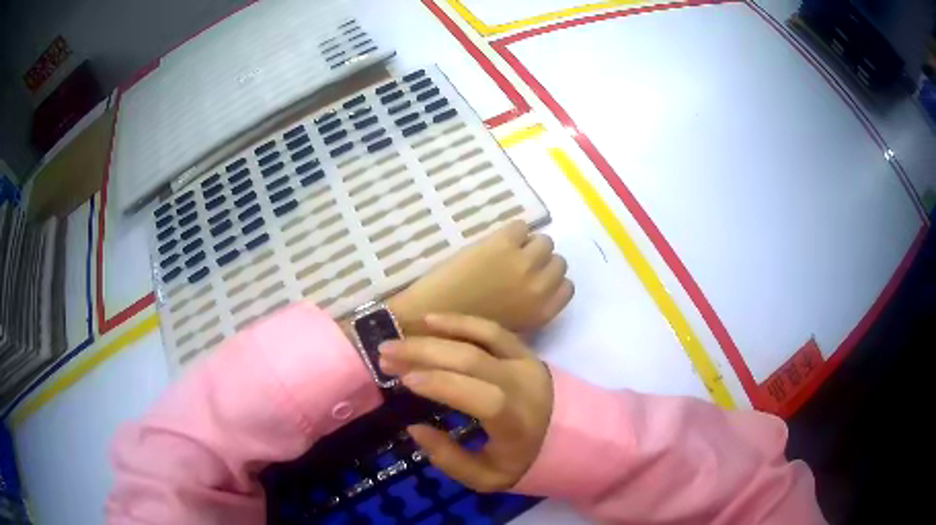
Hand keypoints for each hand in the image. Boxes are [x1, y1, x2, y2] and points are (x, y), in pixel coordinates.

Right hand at [379, 313, 552, 491]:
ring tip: (400, 337)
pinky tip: (431, 320)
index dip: (441, 385)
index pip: (481, 396)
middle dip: (423, 354)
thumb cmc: (522, 460)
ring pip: (480, 337)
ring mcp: (525, 361)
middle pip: (472, 359)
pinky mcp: (524, 350)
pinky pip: (491, 329)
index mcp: (517, 422)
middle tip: (385, 354)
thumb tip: (414, 427)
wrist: (567, 435)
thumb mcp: (486, 478)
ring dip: (435, 335)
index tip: (403, 381)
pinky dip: (460, 322)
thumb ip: (449, 459)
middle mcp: (523, 385)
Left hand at [389, 220, 573, 333]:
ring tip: (507, 250)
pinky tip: (495, 242)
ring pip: (544, 240)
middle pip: (558, 261)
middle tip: (519, 263)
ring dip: (528, 244)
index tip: (536, 279)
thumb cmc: (464, 332)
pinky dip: (512, 232)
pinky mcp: (502, 243)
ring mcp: (522, 262)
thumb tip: (536, 287)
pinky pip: (521, 226)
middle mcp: (540, 286)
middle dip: (541, 261)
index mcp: (542, 312)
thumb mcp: (509, 330)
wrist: (427, 318)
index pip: (567, 287)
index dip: (551, 280)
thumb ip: (530, 310)